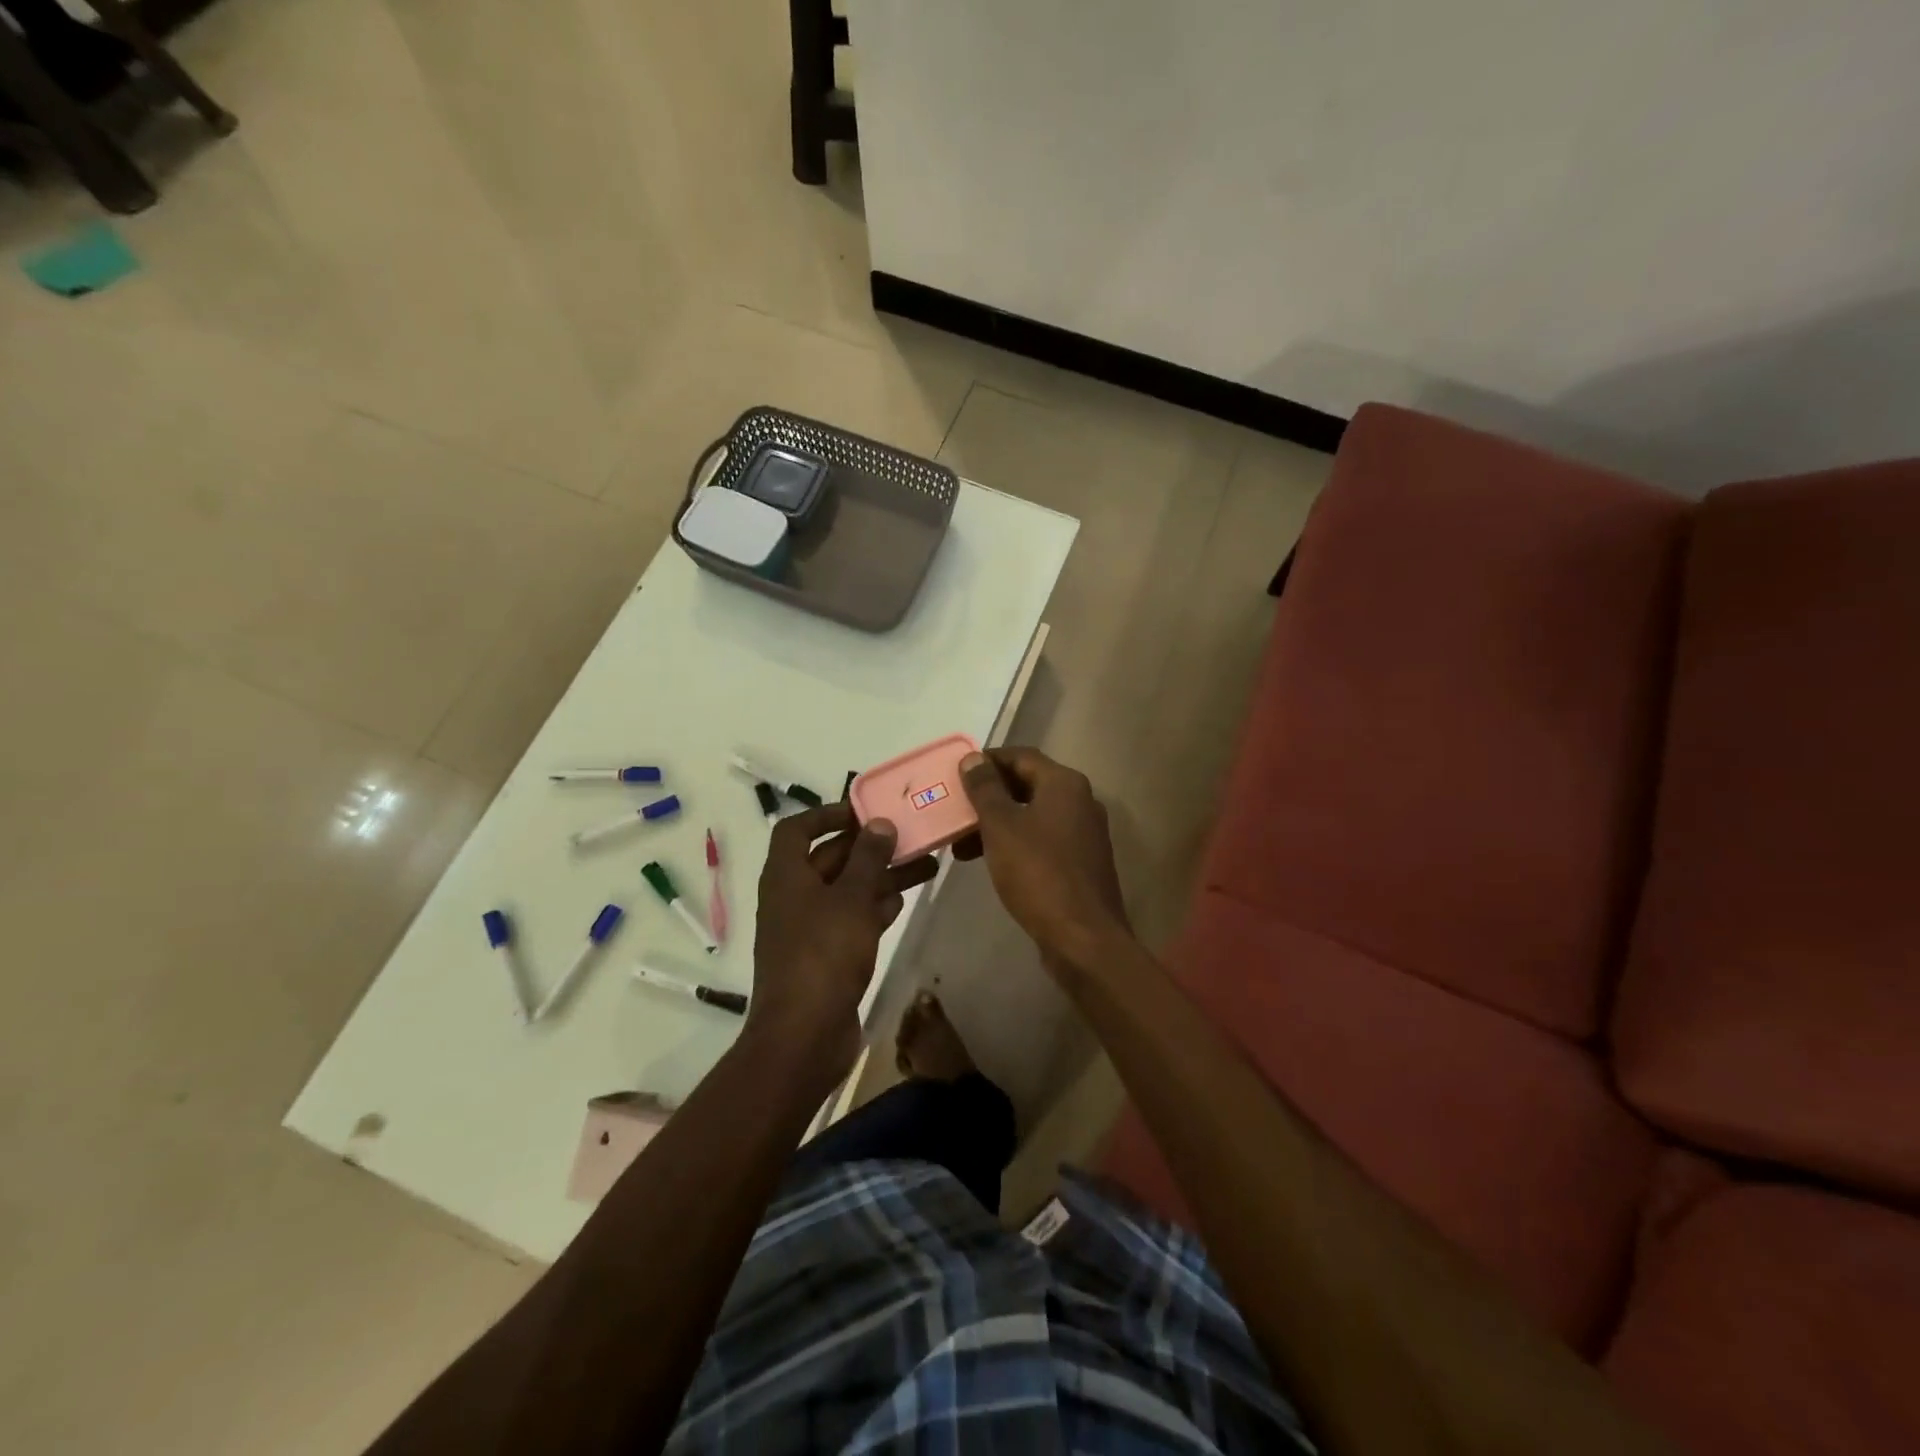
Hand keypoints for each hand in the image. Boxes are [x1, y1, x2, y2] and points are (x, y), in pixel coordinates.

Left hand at [747, 802, 936, 1080]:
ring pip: (847, 890)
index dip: (828, 814)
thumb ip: (868, 858)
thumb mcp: (851, 899)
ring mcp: (809, 928)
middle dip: (870, 847)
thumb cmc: (824, 955)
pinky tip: (902, 902)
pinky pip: (851, 919)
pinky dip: (874, 908)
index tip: (865, 810)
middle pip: (831, 858)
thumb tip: (879, 823)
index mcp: (786, 875)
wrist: (804, 1035)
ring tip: (925, 865)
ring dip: (881, 877)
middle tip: (911, 835)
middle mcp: (793, 896)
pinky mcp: (826, 955)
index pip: (797, 829)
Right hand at [956, 748, 1129, 965]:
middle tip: (955, 809)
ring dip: (997, 823)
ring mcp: (1084, 834)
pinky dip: (1015, 843)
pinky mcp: (1081, 863)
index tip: (956, 774)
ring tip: (961, 845)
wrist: (1083, 938)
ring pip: (1033, 815)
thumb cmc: (1039, 874)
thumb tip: (973, 759)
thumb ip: (985, 790)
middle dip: (988, 796)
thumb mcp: (1002, 827)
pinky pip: (1042, 840)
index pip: (1021, 756)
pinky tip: (990, 862)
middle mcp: (1080, 802)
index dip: (987, 761)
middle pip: (1028, 785)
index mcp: (1065, 784)